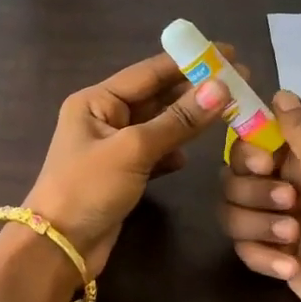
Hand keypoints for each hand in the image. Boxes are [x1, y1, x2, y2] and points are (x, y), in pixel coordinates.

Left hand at [24, 51, 231, 274]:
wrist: (59, 248)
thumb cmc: (88, 189)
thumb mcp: (133, 150)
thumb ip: (178, 121)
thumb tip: (220, 88)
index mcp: (96, 101)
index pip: (149, 72)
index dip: (189, 62)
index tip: (228, 53)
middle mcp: (103, 117)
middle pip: (156, 96)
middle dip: (195, 91)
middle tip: (241, 81)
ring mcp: (113, 147)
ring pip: (159, 125)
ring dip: (189, 121)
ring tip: (230, 112)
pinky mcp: (122, 175)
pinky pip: (155, 153)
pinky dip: (173, 152)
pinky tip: (191, 155)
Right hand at [221, 90, 300, 301]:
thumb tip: (279, 92)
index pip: (250, 141)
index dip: (247, 152)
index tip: (263, 165)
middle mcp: (285, 186)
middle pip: (232, 177)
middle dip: (254, 194)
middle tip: (290, 205)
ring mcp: (276, 223)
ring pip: (232, 213)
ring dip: (259, 227)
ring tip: (293, 241)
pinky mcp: (271, 256)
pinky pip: (242, 248)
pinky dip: (264, 257)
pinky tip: (291, 268)